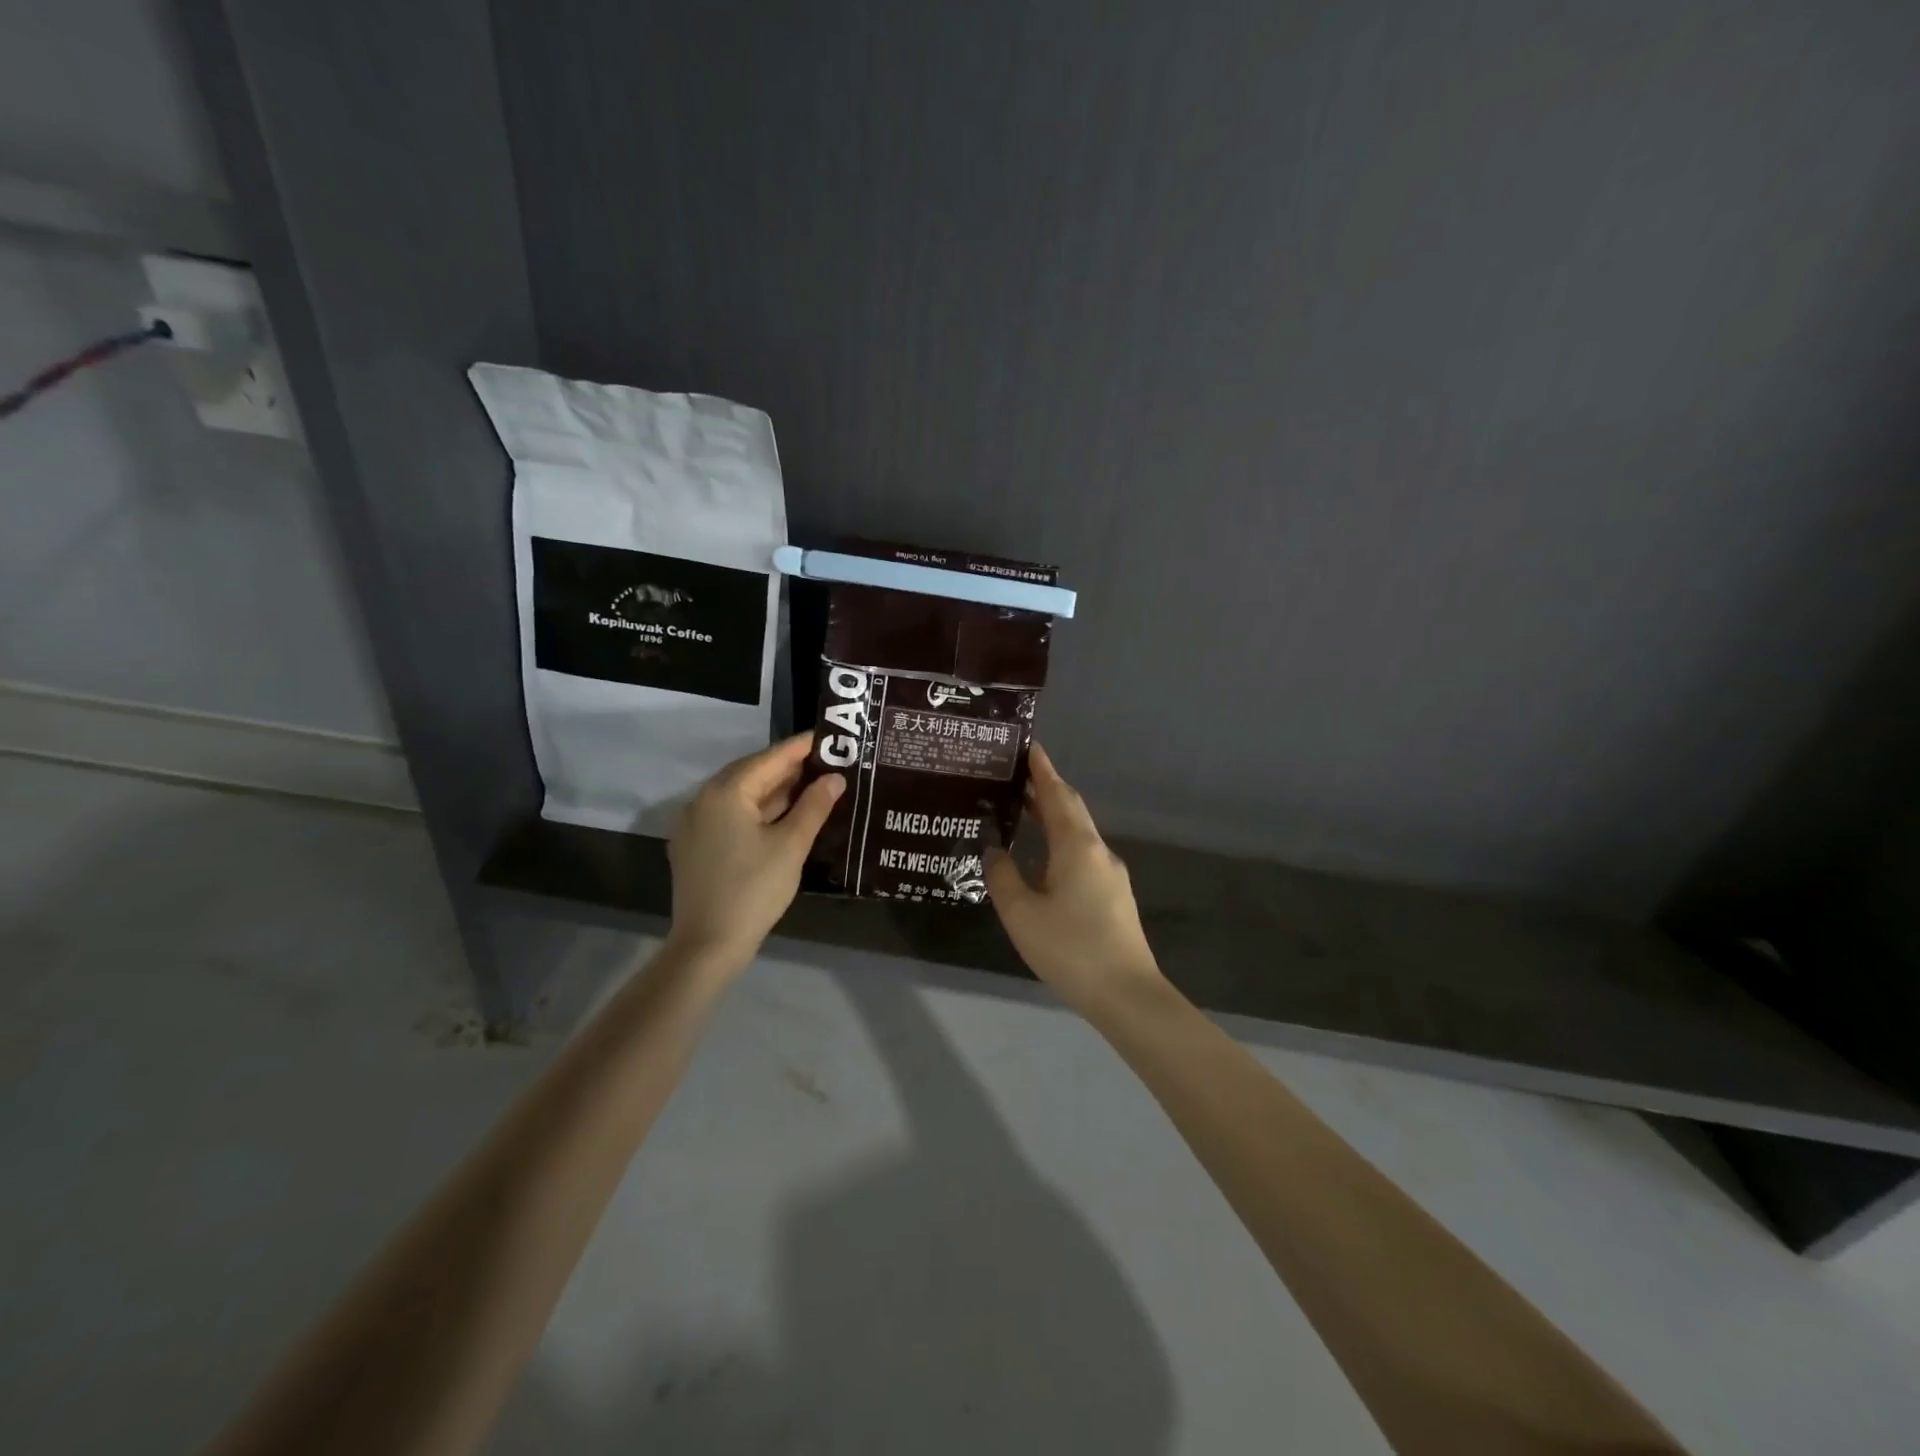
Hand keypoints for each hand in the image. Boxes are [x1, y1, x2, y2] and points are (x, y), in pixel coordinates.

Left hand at [666, 733, 844, 966]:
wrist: (708, 945)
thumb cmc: (754, 889)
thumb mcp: (791, 845)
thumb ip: (814, 806)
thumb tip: (835, 778)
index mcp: (725, 792)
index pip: (770, 758)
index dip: (802, 747)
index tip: (830, 737)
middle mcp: (703, 799)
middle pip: (752, 772)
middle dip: (789, 767)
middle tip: (826, 761)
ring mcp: (695, 824)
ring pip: (740, 795)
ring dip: (774, 789)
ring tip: (811, 785)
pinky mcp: (695, 846)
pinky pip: (730, 815)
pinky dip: (758, 809)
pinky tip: (783, 815)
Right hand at [985, 744, 1167, 1017]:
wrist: (1127, 994)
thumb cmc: (1070, 948)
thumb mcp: (1021, 913)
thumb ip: (1002, 875)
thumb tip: (994, 849)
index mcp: (1076, 845)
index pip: (1056, 793)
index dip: (1041, 768)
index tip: (1027, 745)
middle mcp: (1098, 850)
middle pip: (1070, 808)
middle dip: (1045, 788)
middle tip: (1013, 775)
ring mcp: (1110, 873)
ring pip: (1078, 833)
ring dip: (1051, 816)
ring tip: (1020, 811)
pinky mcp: (1113, 895)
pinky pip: (1082, 854)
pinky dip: (1059, 842)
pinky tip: (1040, 860)